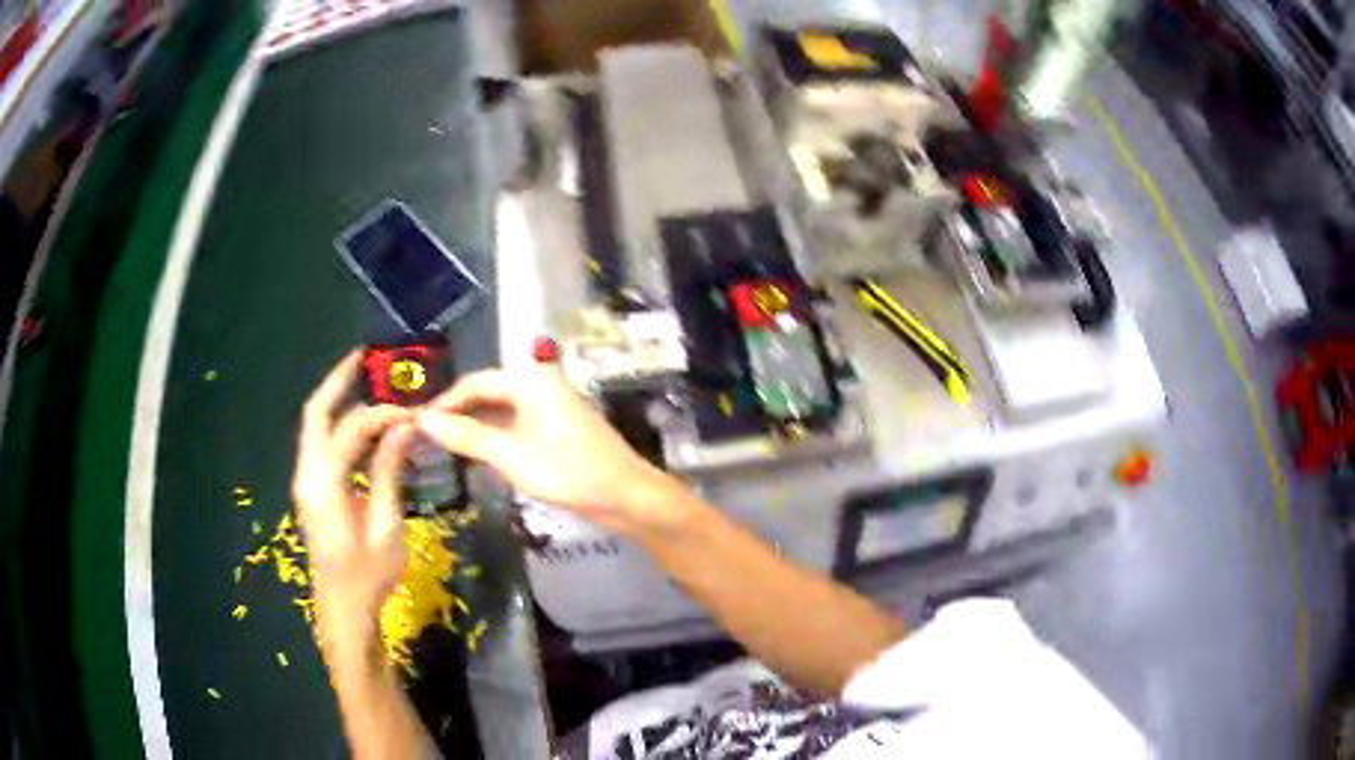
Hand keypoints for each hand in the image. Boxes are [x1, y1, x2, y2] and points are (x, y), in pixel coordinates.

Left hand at [292, 352, 415, 629]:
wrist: (342, 609)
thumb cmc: (368, 576)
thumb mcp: (386, 527)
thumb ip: (389, 472)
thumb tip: (404, 428)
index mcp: (325, 483)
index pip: (352, 428)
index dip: (383, 413)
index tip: (414, 412)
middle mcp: (307, 474)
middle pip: (316, 413)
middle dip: (338, 381)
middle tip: (365, 358)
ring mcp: (305, 481)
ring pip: (315, 426)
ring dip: (338, 401)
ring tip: (365, 380)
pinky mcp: (311, 489)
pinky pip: (321, 444)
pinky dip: (338, 426)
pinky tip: (362, 425)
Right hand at [415, 366, 684, 535]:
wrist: (626, 496)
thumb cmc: (568, 472)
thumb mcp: (510, 455)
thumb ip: (466, 436)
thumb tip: (422, 421)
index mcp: (529, 379)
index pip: (474, 383)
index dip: (443, 403)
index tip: (414, 423)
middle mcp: (539, 383)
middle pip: (487, 394)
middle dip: (456, 414)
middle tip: (424, 438)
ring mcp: (550, 405)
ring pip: (500, 411)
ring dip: (473, 427)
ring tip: (442, 448)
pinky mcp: (556, 427)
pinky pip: (515, 424)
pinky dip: (493, 436)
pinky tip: (475, 454)